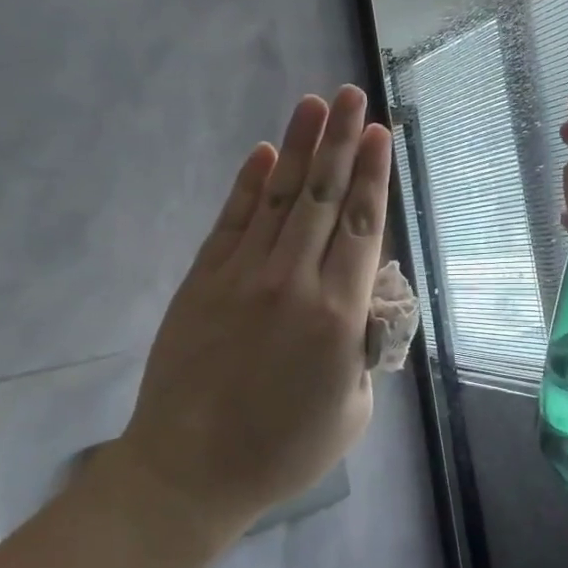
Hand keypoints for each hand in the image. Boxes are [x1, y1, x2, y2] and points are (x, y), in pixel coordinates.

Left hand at [116, 86, 392, 541]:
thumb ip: (365, 345)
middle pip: (323, 197)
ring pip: (278, 197)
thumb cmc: (283, 450)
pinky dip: (248, 184)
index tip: (378, 133)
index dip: (372, 175)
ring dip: (299, 147)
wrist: (189, 472)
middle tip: (352, 94)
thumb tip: (365, 299)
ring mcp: (244, 276)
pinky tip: (264, 152)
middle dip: (341, 141)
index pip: (361, 226)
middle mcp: (295, 281)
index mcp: (339, 314)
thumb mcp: (352, 408)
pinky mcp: (204, 280)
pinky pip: (232, 221)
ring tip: (314, 104)